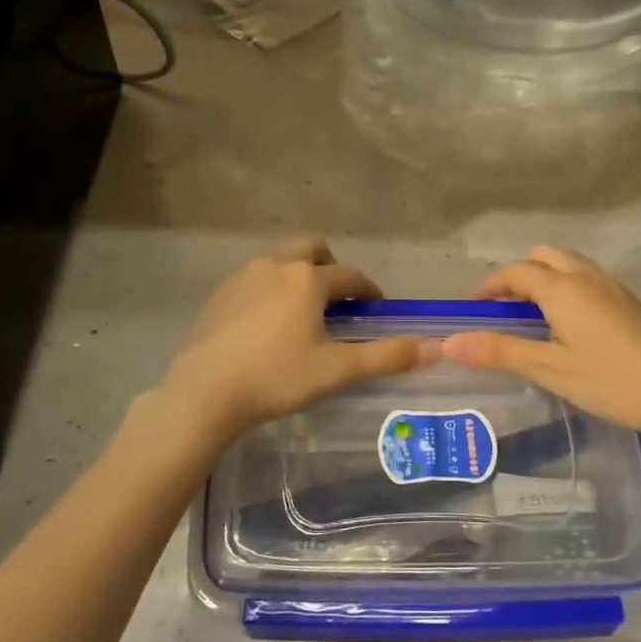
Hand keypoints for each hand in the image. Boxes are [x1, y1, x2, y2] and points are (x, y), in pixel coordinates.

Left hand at [156, 238, 436, 440]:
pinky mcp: (220, 293)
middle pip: (314, 249)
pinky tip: (267, 324)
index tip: (375, 309)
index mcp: (309, 278)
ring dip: (299, 276)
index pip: (351, 276)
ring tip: (303, 313)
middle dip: (331, 268)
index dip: (369, 291)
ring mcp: (244, 275)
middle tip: (336, 302)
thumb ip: (387, 357)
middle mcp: (277, 264)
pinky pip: (256, 278)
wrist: (204, 392)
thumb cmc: (276, 378)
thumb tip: (436, 348)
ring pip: (282, 260)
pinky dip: (271, 289)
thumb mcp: (337, 371)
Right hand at [443, 246, 640, 435]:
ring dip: (544, 277)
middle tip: (504, 308)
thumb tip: (449, 343)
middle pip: (543, 257)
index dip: (491, 285)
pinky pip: (586, 276)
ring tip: (533, 314)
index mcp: (562, 288)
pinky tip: (569, 322)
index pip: (516, 272)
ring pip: (568, 263)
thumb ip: (499, 352)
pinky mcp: (628, 300)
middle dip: (518, 274)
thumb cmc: (609, 379)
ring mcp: (611, 286)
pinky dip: (566, 285)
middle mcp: (586, 276)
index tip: (474, 306)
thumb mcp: (549, 369)